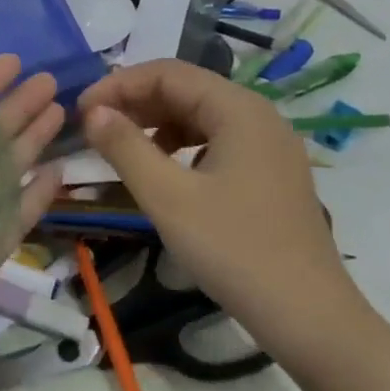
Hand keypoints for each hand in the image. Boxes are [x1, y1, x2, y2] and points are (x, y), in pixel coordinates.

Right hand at [79, 59, 364, 362]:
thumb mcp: (168, 198)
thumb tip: (93, 111)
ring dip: (156, 123)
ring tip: (121, 147)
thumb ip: (125, 147)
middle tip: (93, 127)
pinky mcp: (271, 173)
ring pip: (201, 115)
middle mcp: (258, 115)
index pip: (167, 73)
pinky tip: (163, 171)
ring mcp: (269, 145)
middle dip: (135, 102)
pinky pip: (217, 141)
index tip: (81, 110)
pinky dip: (181, 146)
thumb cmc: (233, 251)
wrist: (309, 317)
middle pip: (186, 89)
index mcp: (239, 109)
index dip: (118, 85)